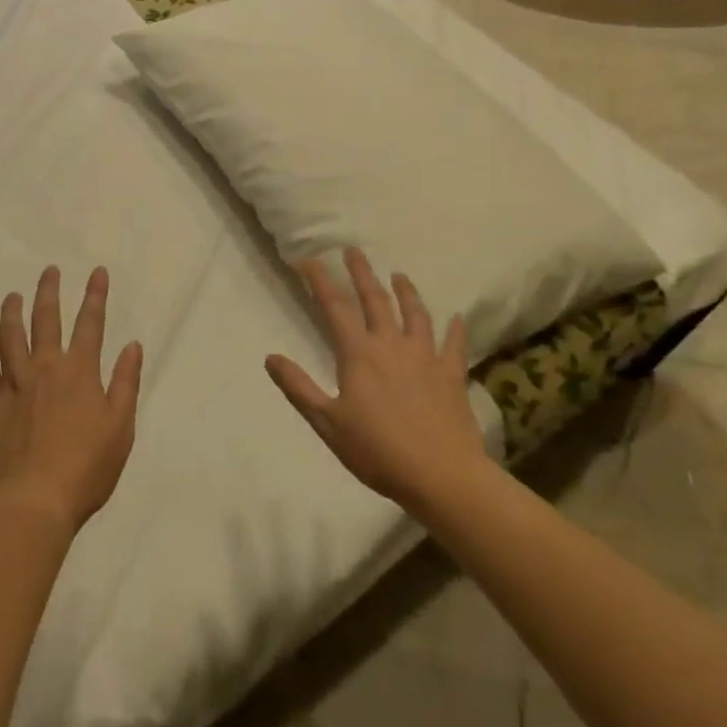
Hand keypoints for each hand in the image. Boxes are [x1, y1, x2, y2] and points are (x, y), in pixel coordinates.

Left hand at [0, 266, 143, 536]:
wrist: (33, 503)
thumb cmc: (86, 468)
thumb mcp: (120, 428)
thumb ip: (125, 383)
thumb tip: (133, 345)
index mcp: (79, 373)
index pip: (90, 324)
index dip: (96, 296)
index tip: (97, 271)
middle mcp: (45, 369)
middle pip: (45, 320)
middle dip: (49, 292)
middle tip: (49, 271)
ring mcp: (13, 386)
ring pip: (10, 338)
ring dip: (12, 313)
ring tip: (12, 296)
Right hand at [266, 248, 488, 512]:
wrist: (443, 476)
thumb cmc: (378, 451)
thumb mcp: (328, 423)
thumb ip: (299, 388)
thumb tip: (270, 357)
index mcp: (359, 354)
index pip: (334, 307)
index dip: (320, 281)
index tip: (309, 260)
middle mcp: (391, 345)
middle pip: (375, 300)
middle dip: (361, 273)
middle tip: (353, 250)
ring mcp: (426, 358)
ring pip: (415, 314)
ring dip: (406, 291)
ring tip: (399, 275)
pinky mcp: (451, 376)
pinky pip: (454, 345)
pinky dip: (454, 329)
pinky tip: (455, 318)